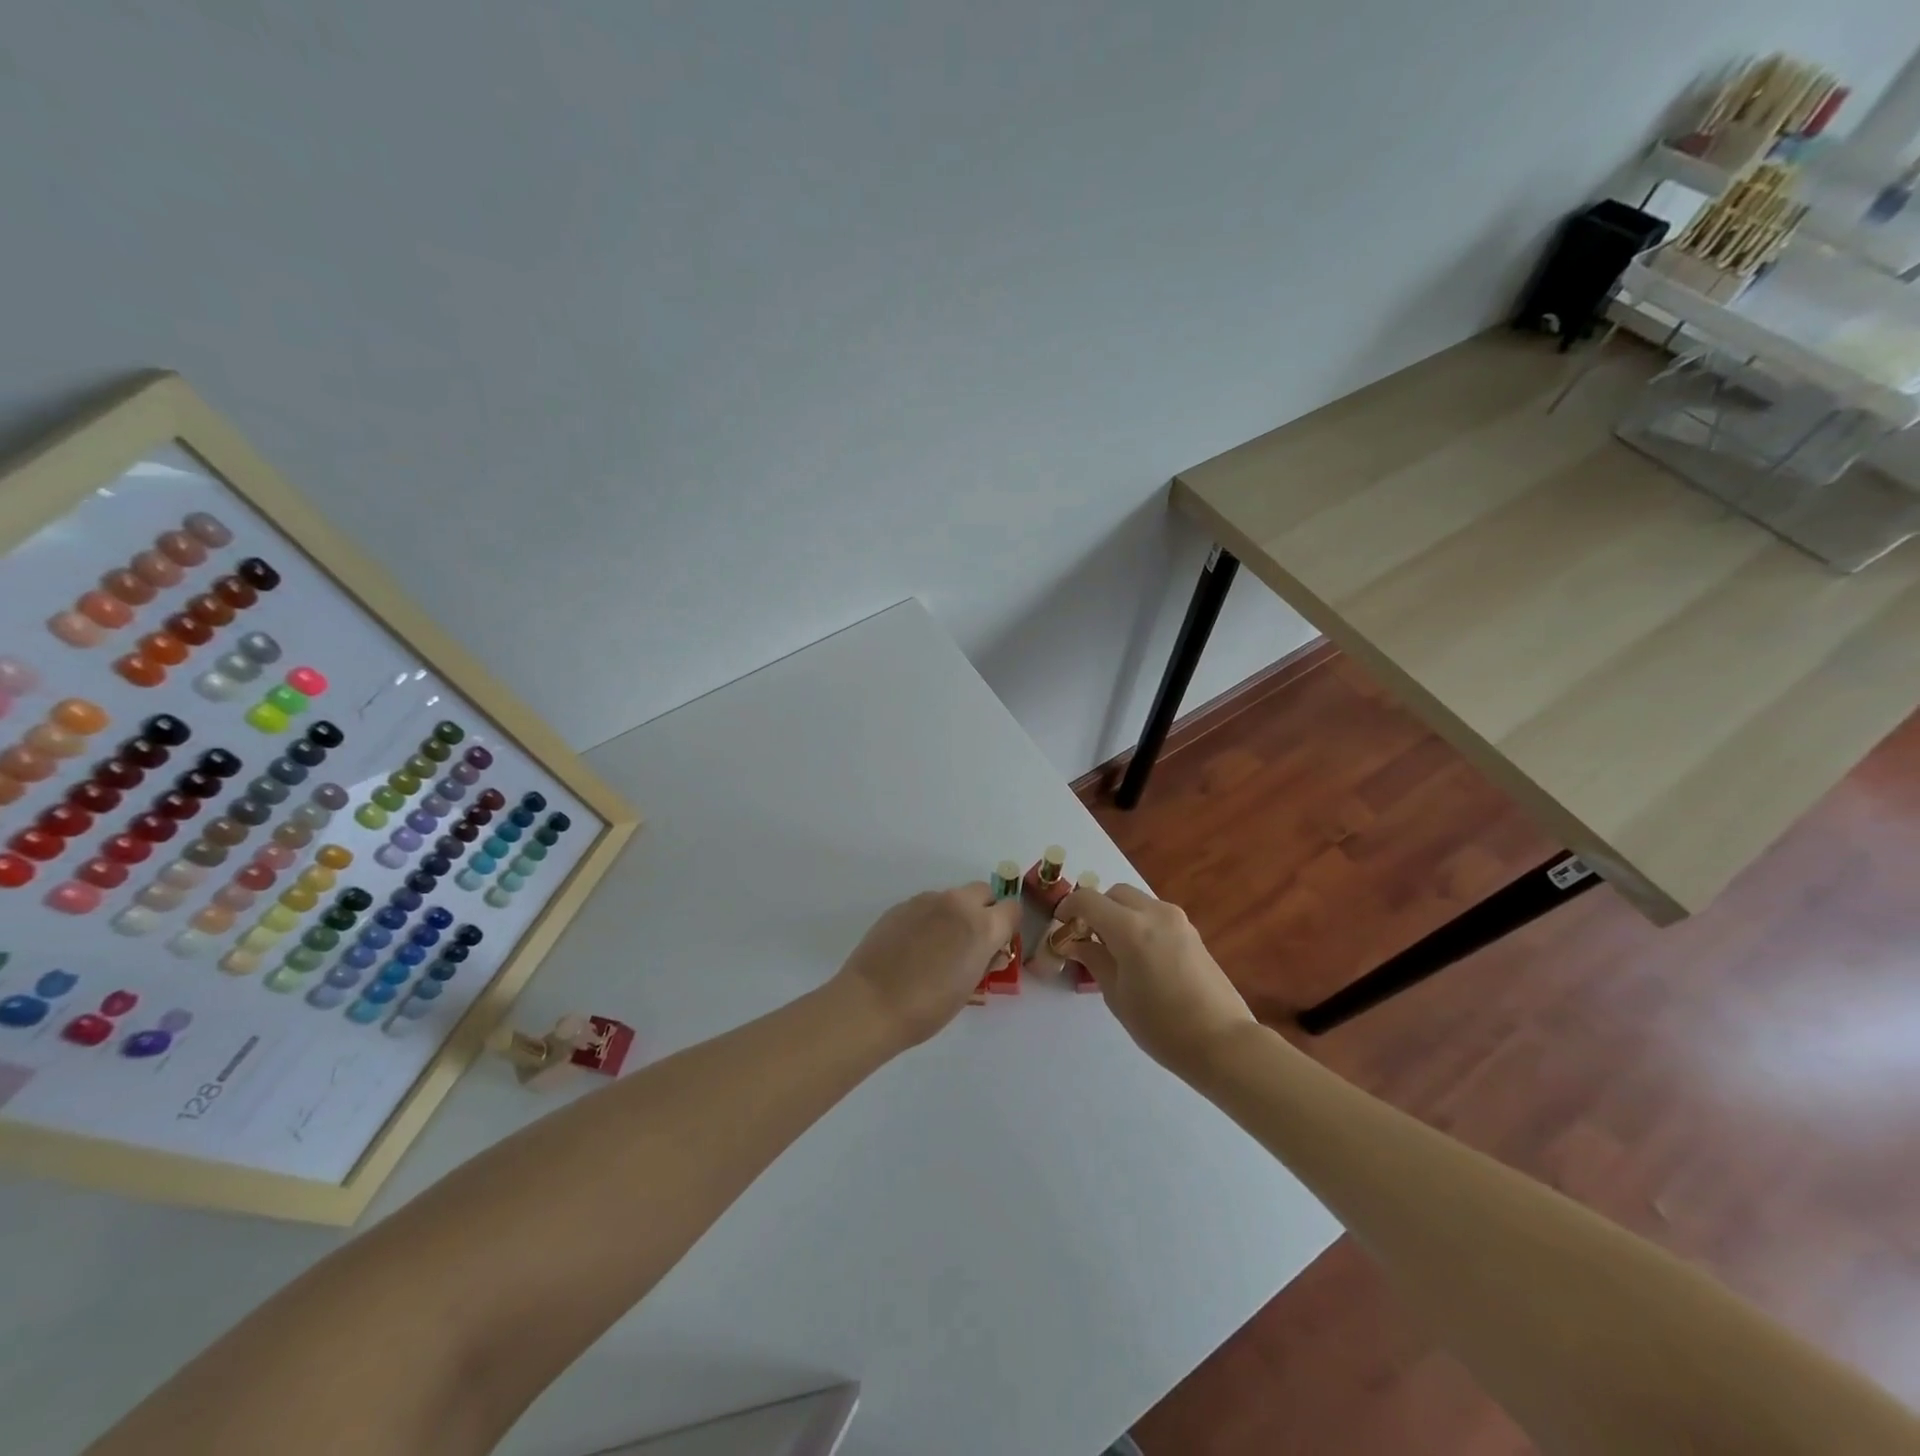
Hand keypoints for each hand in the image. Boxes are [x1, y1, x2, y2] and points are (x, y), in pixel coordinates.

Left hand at [832, 884, 1021, 1048]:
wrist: (871, 1002)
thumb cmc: (928, 1007)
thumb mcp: (969, 988)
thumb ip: (984, 960)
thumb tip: (989, 951)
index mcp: (982, 926)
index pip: (1012, 909)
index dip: (1008, 926)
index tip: (998, 943)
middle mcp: (957, 904)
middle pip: (983, 892)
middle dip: (984, 910)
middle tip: (971, 941)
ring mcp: (926, 900)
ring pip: (952, 897)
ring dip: (954, 914)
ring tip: (937, 946)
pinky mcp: (901, 905)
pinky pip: (927, 905)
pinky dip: (929, 918)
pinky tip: (913, 946)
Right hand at [1056, 883, 1254, 1076]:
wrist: (1222, 1042)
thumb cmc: (1161, 1026)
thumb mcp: (1117, 995)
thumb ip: (1094, 960)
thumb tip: (1077, 942)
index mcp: (1130, 928)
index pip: (1088, 900)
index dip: (1068, 908)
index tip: (1060, 926)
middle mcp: (1154, 913)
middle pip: (1114, 893)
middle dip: (1096, 908)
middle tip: (1086, 937)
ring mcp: (1177, 920)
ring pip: (1137, 901)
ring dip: (1118, 914)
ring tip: (1112, 948)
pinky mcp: (1192, 931)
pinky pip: (1155, 914)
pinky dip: (1139, 922)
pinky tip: (1139, 955)